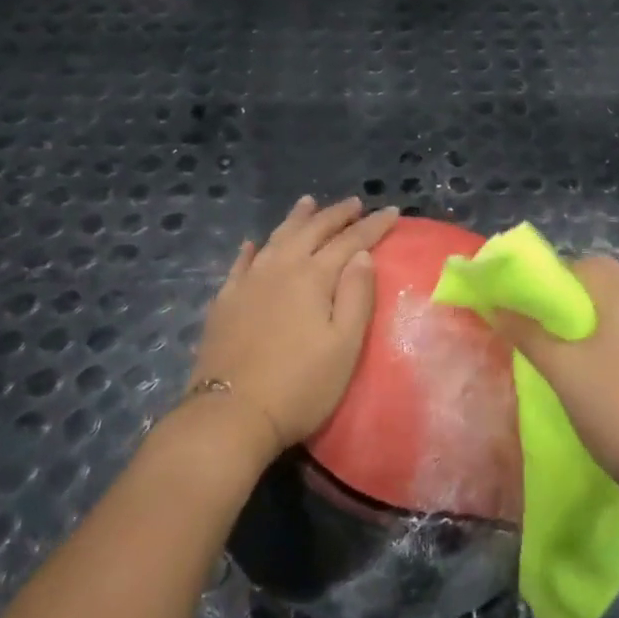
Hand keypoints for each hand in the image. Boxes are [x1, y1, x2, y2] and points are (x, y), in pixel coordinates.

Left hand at [190, 196, 400, 454]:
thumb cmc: (300, 384)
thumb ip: (356, 295)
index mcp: (313, 277)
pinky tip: (253, 243)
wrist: (231, 414)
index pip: (350, 242)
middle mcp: (280, 269)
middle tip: (355, 203)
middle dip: (336, 215)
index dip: (373, 226)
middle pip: (311, 231)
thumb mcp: (344, 344)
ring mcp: (248, 283)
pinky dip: (252, 249)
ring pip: (276, 239)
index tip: (393, 211)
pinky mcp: (225, 302)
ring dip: (296, 219)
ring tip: (308, 203)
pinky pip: (241, 264)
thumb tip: (362, 255)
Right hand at [491, 256, 618, 505]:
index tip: (526, 303)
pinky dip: (604, 337)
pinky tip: (586, 367)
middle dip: (567, 298)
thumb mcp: (562, 370)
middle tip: (538, 325)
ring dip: (585, 319)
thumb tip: (496, 307)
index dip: (552, 277)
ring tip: (556, 347)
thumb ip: (527, 333)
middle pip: (602, 283)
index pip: (585, 264)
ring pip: (615, 309)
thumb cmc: (614, 408)